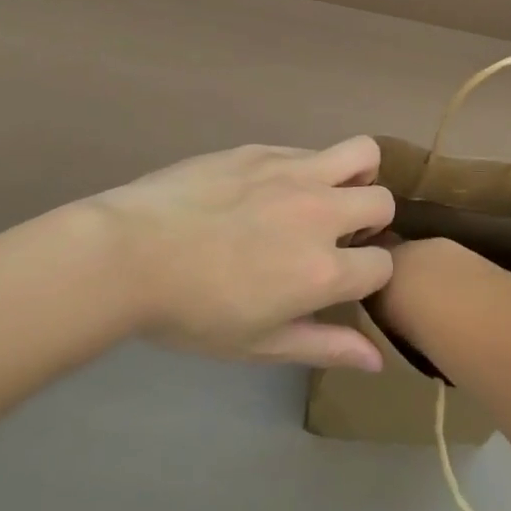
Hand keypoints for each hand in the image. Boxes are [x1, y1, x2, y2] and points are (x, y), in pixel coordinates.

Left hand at [86, 137, 396, 369]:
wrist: (128, 253)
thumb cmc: (190, 312)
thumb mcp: (258, 343)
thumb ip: (324, 346)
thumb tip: (377, 360)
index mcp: (322, 269)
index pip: (382, 265)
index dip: (369, 276)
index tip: (345, 280)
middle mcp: (320, 212)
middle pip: (382, 202)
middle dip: (372, 222)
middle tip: (338, 237)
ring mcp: (293, 173)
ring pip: (362, 153)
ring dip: (357, 176)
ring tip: (327, 196)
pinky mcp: (264, 150)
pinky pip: (309, 151)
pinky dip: (309, 169)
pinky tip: (271, 190)